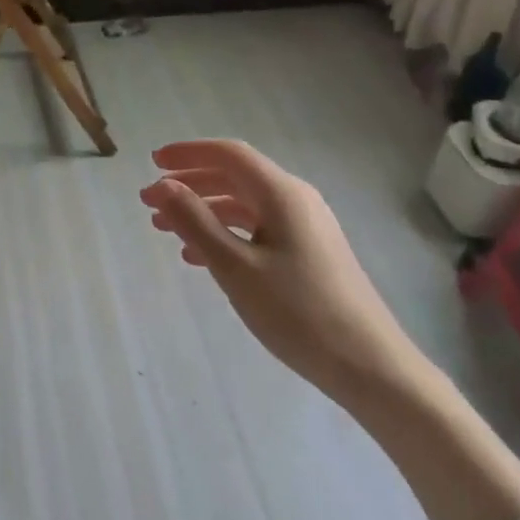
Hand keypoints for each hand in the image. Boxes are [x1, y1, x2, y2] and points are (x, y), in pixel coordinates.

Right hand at [141, 140, 519, 519]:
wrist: (369, 365)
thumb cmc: (297, 313)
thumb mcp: (235, 267)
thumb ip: (195, 222)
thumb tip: (162, 186)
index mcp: (282, 194)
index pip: (229, 154)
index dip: (187, 153)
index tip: (151, 163)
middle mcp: (297, 200)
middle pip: (236, 176)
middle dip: (190, 184)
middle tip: (149, 201)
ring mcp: (307, 228)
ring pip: (245, 205)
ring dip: (204, 211)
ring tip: (165, 230)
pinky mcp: (310, 253)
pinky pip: (259, 229)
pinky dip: (226, 233)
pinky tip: (201, 258)